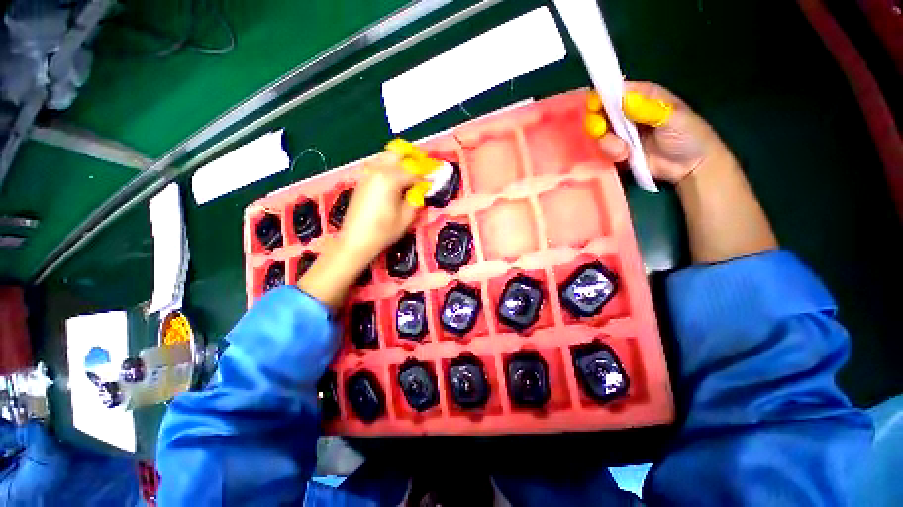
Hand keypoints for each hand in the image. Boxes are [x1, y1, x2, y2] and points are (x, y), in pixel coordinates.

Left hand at [337, 152, 422, 260]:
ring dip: (400, 160)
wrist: (356, 240)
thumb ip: (417, 198)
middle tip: (423, 166)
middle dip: (413, 156)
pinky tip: (395, 180)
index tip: (435, 178)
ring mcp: (368, 174)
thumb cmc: (384, 231)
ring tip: (410, 173)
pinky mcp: (363, 180)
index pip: (414, 171)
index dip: (427, 175)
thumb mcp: (407, 217)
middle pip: (397, 152)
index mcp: (390, 179)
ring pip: (386, 156)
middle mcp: (378, 171)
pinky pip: (378, 165)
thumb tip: (423, 188)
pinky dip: (389, 167)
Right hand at [589, 81, 731, 184]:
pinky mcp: (617, 151)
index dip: (601, 97)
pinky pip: (603, 150)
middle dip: (597, 123)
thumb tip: (623, 100)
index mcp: (642, 96)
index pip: (614, 91)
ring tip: (624, 151)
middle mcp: (627, 113)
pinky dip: (610, 154)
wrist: (690, 166)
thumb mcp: (672, 117)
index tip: (594, 108)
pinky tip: (624, 157)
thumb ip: (647, 109)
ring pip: (600, 134)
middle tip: (601, 131)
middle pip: (600, 112)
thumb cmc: (689, 136)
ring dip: (607, 143)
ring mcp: (621, 133)